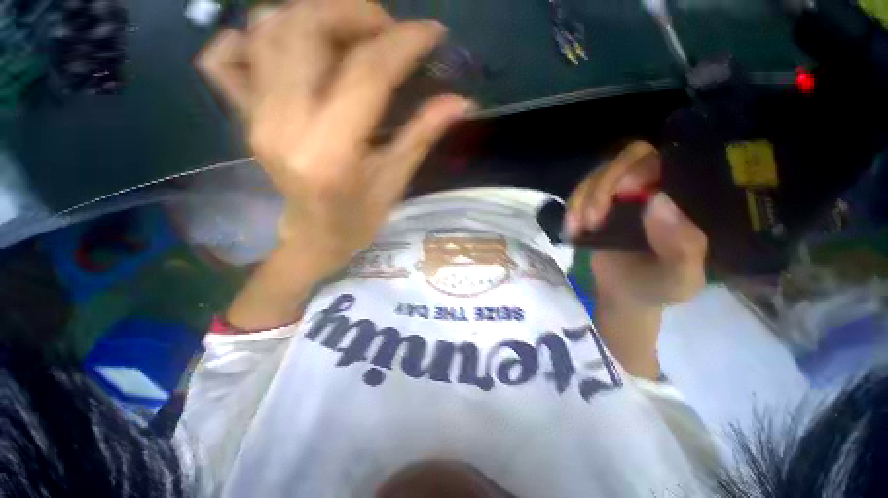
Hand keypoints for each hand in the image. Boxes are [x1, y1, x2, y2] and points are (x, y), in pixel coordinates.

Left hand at [197, 0, 472, 271]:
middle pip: (307, 30)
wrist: (314, 237)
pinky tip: (290, 49)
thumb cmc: (360, 218)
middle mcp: (284, 124)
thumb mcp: (396, 180)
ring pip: (268, 28)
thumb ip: (423, 134)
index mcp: (331, 152)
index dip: (403, 43)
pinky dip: (255, 36)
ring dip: (314, 13)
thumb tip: (461, 102)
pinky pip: (226, 55)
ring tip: (350, 33)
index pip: (366, 74)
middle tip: (388, 31)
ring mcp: (255, 116)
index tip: (432, 34)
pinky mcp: (243, 115)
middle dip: (356, 13)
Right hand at [566, 142, 707, 308]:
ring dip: (582, 201)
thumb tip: (658, 201)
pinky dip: (571, 210)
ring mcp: (620, 195)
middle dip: (602, 186)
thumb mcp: (680, 277)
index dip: (637, 169)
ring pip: (595, 175)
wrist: (624, 294)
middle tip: (594, 220)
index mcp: (682, 198)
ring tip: (581, 230)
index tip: (623, 195)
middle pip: (623, 159)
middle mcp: (651, 188)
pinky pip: (578, 194)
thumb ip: (682, 246)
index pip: (662, 160)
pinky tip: (573, 231)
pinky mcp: (595, 205)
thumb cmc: (658, 286)